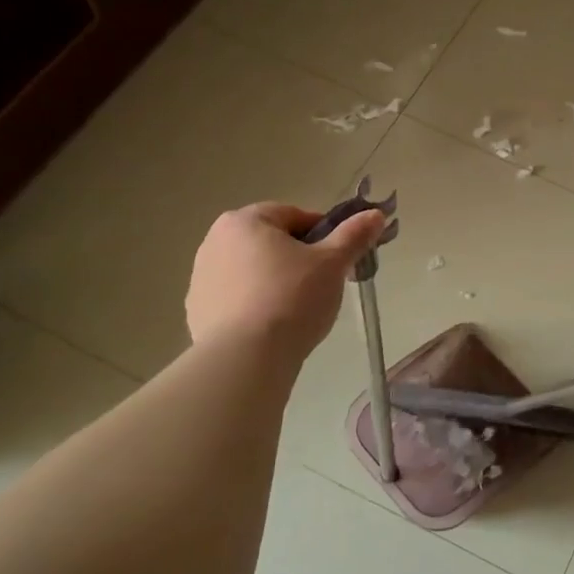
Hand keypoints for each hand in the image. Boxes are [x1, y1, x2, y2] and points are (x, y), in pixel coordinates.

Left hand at [186, 202, 384, 354]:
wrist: (245, 358)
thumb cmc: (291, 298)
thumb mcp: (333, 263)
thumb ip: (354, 235)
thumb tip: (375, 214)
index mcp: (245, 220)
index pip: (295, 216)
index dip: (324, 235)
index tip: (339, 260)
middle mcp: (215, 241)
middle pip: (272, 243)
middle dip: (300, 259)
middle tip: (324, 285)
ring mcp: (202, 278)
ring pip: (255, 271)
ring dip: (278, 282)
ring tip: (300, 311)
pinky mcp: (198, 311)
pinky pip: (238, 299)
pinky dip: (258, 306)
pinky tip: (275, 327)